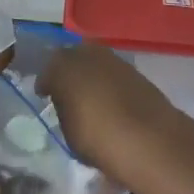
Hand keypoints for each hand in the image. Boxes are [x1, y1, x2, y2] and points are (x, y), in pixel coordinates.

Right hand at [39, 43, 191, 175]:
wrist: (149, 139)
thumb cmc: (98, 138)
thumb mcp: (69, 132)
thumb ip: (65, 111)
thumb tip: (67, 104)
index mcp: (62, 67)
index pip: (48, 71)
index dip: (46, 84)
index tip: (44, 95)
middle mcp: (86, 54)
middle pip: (71, 58)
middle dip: (68, 72)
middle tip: (67, 90)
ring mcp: (113, 59)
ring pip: (94, 62)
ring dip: (91, 75)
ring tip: (90, 96)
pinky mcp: (135, 70)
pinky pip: (113, 73)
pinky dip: (109, 82)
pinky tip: (111, 99)